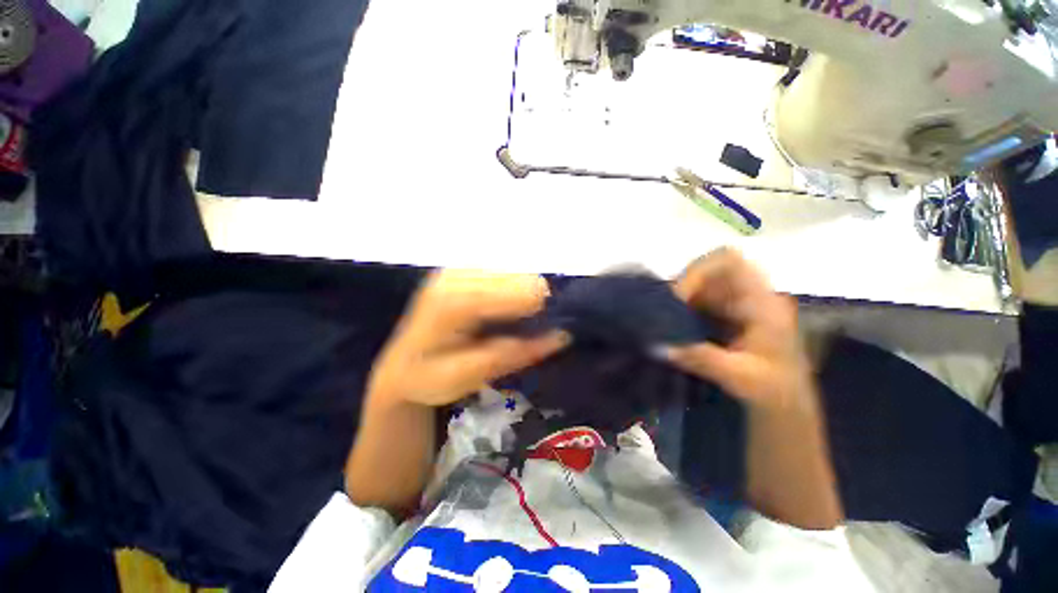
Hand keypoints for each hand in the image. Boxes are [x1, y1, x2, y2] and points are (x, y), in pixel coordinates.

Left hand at [367, 269, 569, 408]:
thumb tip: (562, 335)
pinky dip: (510, 290)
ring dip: (521, 295)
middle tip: (525, 329)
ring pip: (514, 270)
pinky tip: (499, 309)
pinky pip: (502, 271)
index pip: (514, 291)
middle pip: (519, 276)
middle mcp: (455, 275)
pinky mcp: (460, 268)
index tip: (547, 328)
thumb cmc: (430, 378)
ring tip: (510, 321)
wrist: (400, 366)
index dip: (538, 308)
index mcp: (454, 302)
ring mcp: (456, 268)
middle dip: (531, 302)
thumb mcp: (471, 377)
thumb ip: (515, 354)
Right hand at [666, 248, 814, 410]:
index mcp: (762, 303)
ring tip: (666, 323)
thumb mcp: (741, 377)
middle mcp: (748, 296)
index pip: (730, 262)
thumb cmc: (774, 390)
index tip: (678, 297)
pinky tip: (674, 329)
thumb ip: (701, 359)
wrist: (786, 405)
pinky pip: (696, 301)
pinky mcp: (723, 315)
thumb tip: (657, 345)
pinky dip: (680, 311)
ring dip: (679, 300)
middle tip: (665, 313)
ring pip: (698, 285)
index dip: (699, 271)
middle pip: (707, 271)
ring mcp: (735, 304)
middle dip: (682, 288)